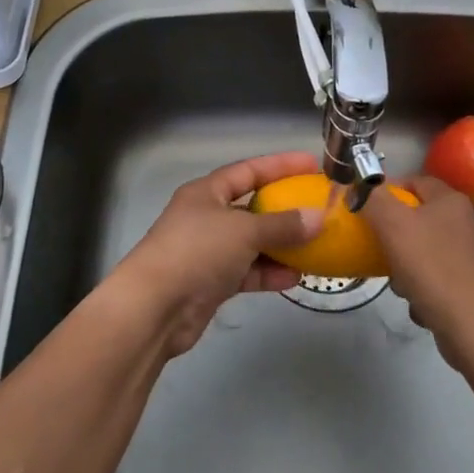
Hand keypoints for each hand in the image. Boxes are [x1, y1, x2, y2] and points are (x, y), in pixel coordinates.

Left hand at [111, 151, 324, 356]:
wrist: (154, 308)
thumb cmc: (196, 252)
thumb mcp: (243, 231)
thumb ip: (282, 225)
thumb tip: (318, 218)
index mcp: (206, 192)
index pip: (248, 170)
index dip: (280, 166)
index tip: (312, 164)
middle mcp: (206, 217)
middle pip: (251, 207)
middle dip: (283, 210)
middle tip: (318, 209)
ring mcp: (207, 251)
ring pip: (251, 243)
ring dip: (280, 246)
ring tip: (314, 247)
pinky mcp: (210, 283)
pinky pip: (246, 272)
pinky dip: (268, 273)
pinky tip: (294, 277)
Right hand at [363, 174, 473, 361]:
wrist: (471, 325)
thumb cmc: (430, 266)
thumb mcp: (392, 224)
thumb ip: (373, 198)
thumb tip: (362, 187)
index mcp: (451, 201)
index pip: (415, 181)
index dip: (388, 190)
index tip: (366, 207)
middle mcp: (465, 223)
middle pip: (417, 218)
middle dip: (393, 234)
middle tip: (377, 246)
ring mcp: (469, 256)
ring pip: (423, 250)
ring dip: (404, 265)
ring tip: (397, 281)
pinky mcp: (470, 285)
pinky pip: (435, 277)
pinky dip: (421, 287)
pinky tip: (416, 301)